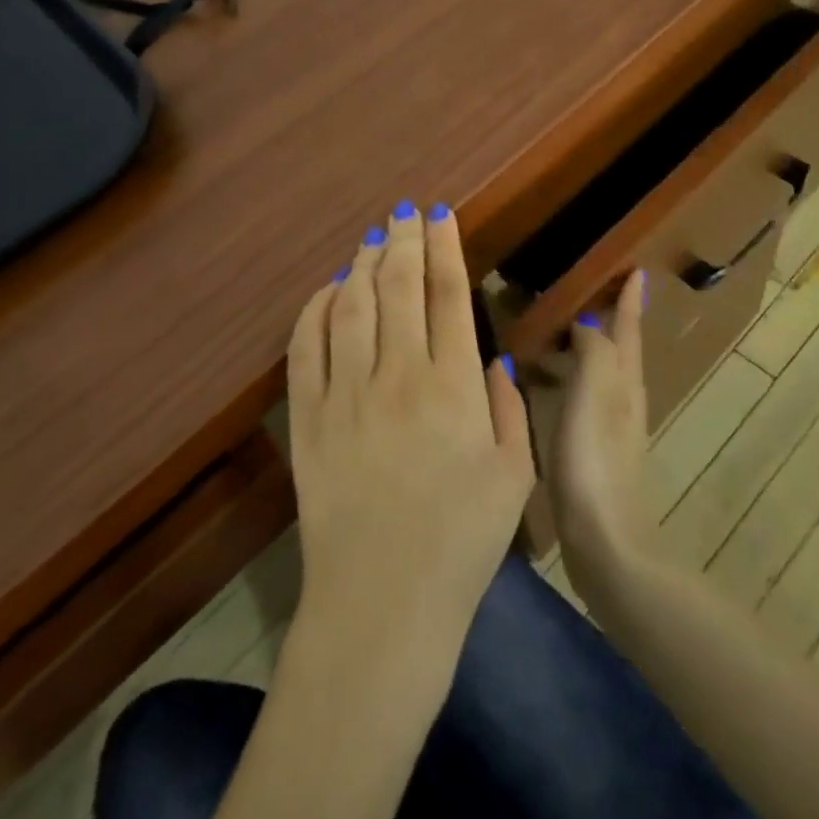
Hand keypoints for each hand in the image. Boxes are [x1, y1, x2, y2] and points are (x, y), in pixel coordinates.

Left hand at [285, 202, 534, 698]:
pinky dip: (315, 309)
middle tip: (406, 212)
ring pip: (350, 306)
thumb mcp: (513, 477)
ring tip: (373, 240)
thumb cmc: (460, 545)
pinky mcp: (307, 420)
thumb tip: (489, 359)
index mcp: (453, 388)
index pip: (448, 295)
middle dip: (404, 241)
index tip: (440, 215)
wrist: (381, 606)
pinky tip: (328, 289)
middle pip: (397, 287)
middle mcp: (397, 377)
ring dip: (362, 265)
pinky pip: (305, 347)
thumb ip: (506, 408)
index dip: (443, 247)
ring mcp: (345, 395)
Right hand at [543, 271, 662, 597]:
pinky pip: (581, 400)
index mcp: (624, 383)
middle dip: (609, 321)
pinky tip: (546, 389)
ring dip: (586, 350)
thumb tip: (592, 321)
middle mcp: (622, 400)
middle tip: (585, 295)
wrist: (605, 541)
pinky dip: (568, 381)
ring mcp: (609, 429)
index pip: (628, 329)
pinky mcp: (592, 453)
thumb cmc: (595, 461)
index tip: (636, 270)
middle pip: (619, 350)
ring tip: (559, 335)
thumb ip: (594, 351)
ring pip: (600, 374)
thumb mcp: (593, 394)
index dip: (630, 300)